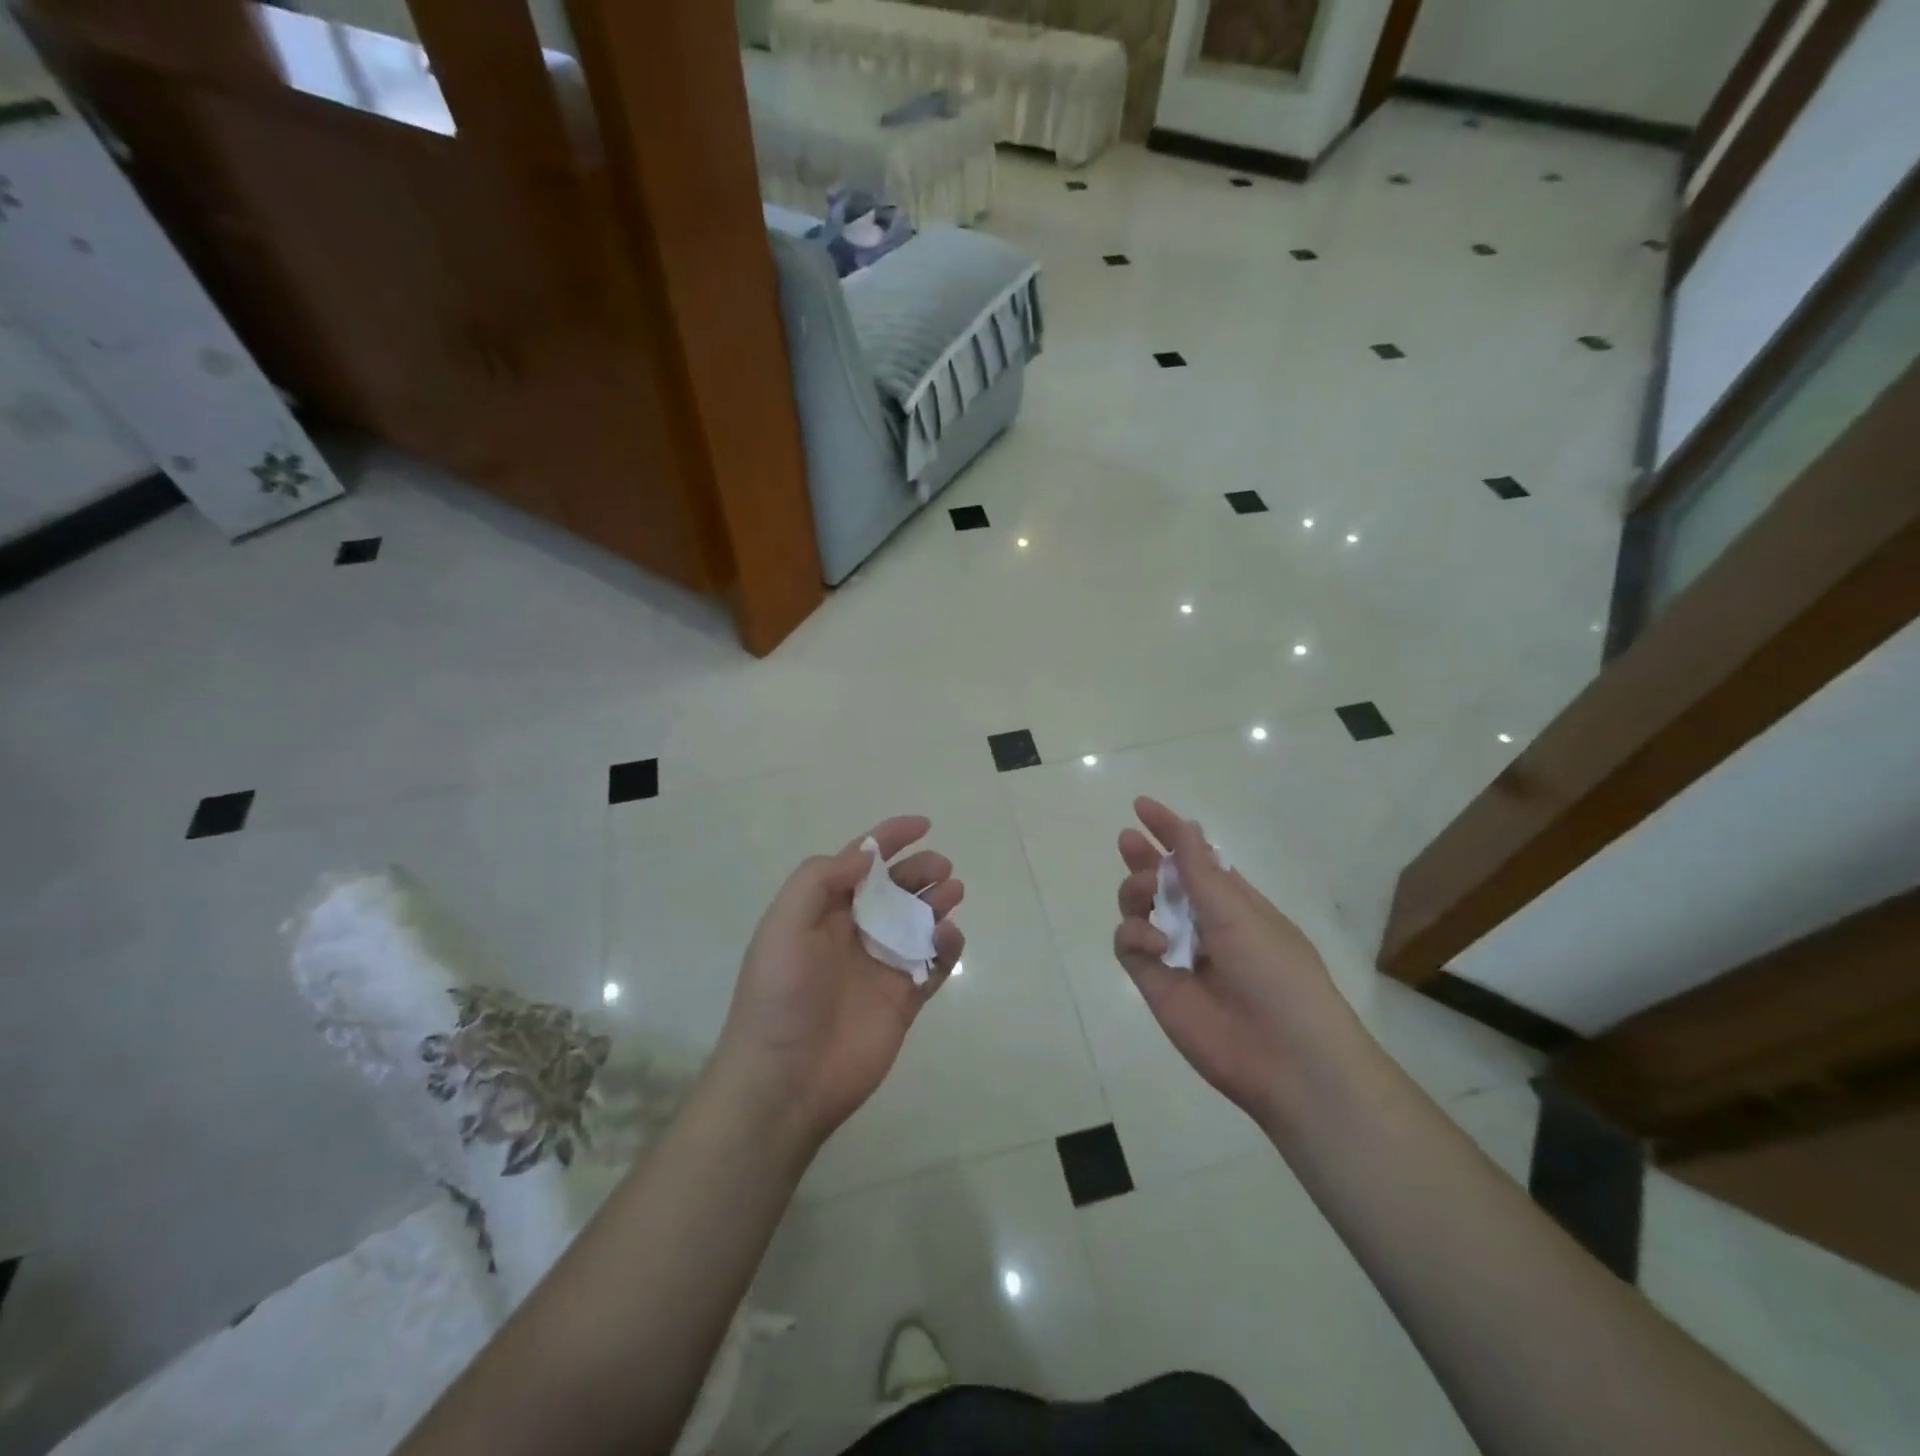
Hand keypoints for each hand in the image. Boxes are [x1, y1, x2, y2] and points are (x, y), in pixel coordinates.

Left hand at [715, 816, 963, 1146]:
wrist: (785, 1080)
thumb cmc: (781, 996)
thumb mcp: (784, 926)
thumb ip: (820, 880)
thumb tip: (865, 856)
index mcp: (823, 911)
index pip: (860, 862)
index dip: (889, 838)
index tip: (923, 824)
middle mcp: (854, 932)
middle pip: (896, 889)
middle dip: (919, 870)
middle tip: (942, 868)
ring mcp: (880, 966)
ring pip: (918, 922)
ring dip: (937, 901)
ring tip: (952, 892)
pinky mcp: (903, 999)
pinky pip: (932, 964)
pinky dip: (946, 947)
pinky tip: (949, 937)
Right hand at [1112, 796, 1355, 1124]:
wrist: (1287, 1059)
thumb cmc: (1277, 974)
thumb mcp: (1241, 913)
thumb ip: (1202, 872)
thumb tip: (1187, 828)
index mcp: (1233, 903)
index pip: (1195, 858)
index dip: (1170, 831)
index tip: (1142, 806)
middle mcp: (1202, 923)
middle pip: (1162, 881)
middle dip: (1144, 858)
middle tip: (1128, 841)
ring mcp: (1175, 953)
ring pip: (1138, 908)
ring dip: (1138, 891)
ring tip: (1147, 896)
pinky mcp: (1155, 983)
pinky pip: (1129, 945)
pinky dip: (1135, 936)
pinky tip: (1156, 945)